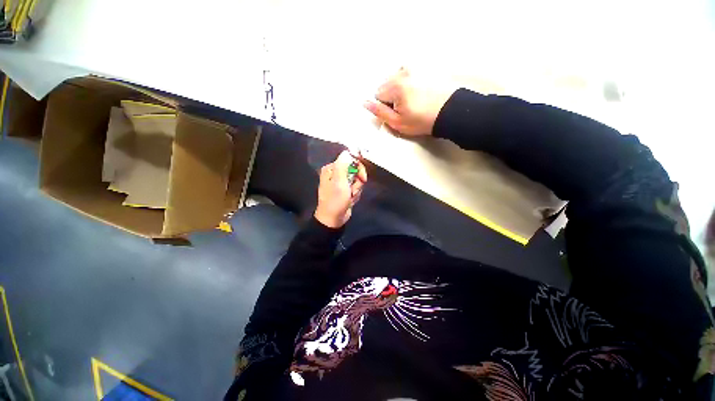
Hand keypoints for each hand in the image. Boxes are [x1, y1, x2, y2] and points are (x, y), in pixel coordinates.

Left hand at [314, 151, 366, 227]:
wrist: (333, 219)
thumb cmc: (335, 200)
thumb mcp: (339, 182)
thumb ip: (343, 166)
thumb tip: (347, 151)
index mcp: (331, 169)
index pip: (349, 160)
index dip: (358, 168)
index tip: (363, 177)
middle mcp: (336, 174)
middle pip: (355, 170)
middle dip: (357, 182)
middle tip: (353, 190)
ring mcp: (341, 183)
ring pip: (357, 180)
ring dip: (356, 189)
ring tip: (350, 197)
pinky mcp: (345, 190)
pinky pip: (356, 187)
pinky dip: (355, 194)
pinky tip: (350, 200)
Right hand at [364, 68, 456, 136]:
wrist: (449, 112)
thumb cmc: (422, 121)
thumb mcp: (397, 122)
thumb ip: (379, 112)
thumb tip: (364, 103)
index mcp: (395, 86)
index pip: (377, 94)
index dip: (385, 106)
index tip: (397, 113)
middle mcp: (403, 72)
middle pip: (385, 84)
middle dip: (390, 96)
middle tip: (405, 108)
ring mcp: (415, 67)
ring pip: (396, 78)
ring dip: (399, 88)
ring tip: (412, 100)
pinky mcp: (425, 67)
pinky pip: (408, 73)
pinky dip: (409, 82)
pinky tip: (418, 91)